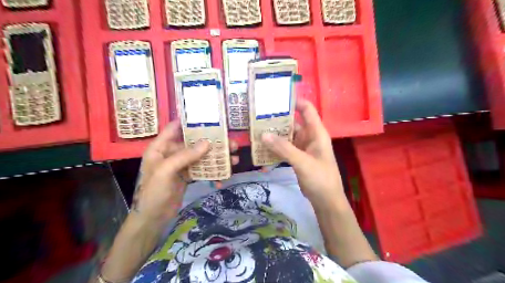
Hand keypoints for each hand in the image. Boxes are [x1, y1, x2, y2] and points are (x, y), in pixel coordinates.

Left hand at [132, 121, 238, 228]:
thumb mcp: (166, 171)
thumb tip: (207, 143)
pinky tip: (222, 179)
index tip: (210, 119)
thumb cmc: (153, 192)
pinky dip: (212, 173)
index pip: (175, 128)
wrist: (153, 218)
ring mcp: (181, 165)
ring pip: (201, 157)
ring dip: (216, 158)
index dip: (190, 122)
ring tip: (234, 159)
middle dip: (212, 143)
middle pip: (194, 143)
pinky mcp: (188, 176)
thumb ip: (185, 155)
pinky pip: (202, 170)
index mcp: (161, 147)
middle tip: (231, 143)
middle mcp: (172, 153)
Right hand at [260, 100, 347, 206]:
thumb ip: (284, 148)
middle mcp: (309, 137)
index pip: (307, 109)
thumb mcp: (302, 162)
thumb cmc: (320, 178)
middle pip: (293, 122)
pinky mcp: (297, 157)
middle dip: (278, 119)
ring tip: (256, 129)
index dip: (295, 101)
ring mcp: (303, 147)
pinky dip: (275, 147)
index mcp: (316, 133)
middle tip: (258, 115)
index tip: (276, 98)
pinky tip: (262, 147)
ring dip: (274, 134)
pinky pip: (285, 148)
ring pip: (287, 136)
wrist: (326, 200)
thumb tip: (263, 134)